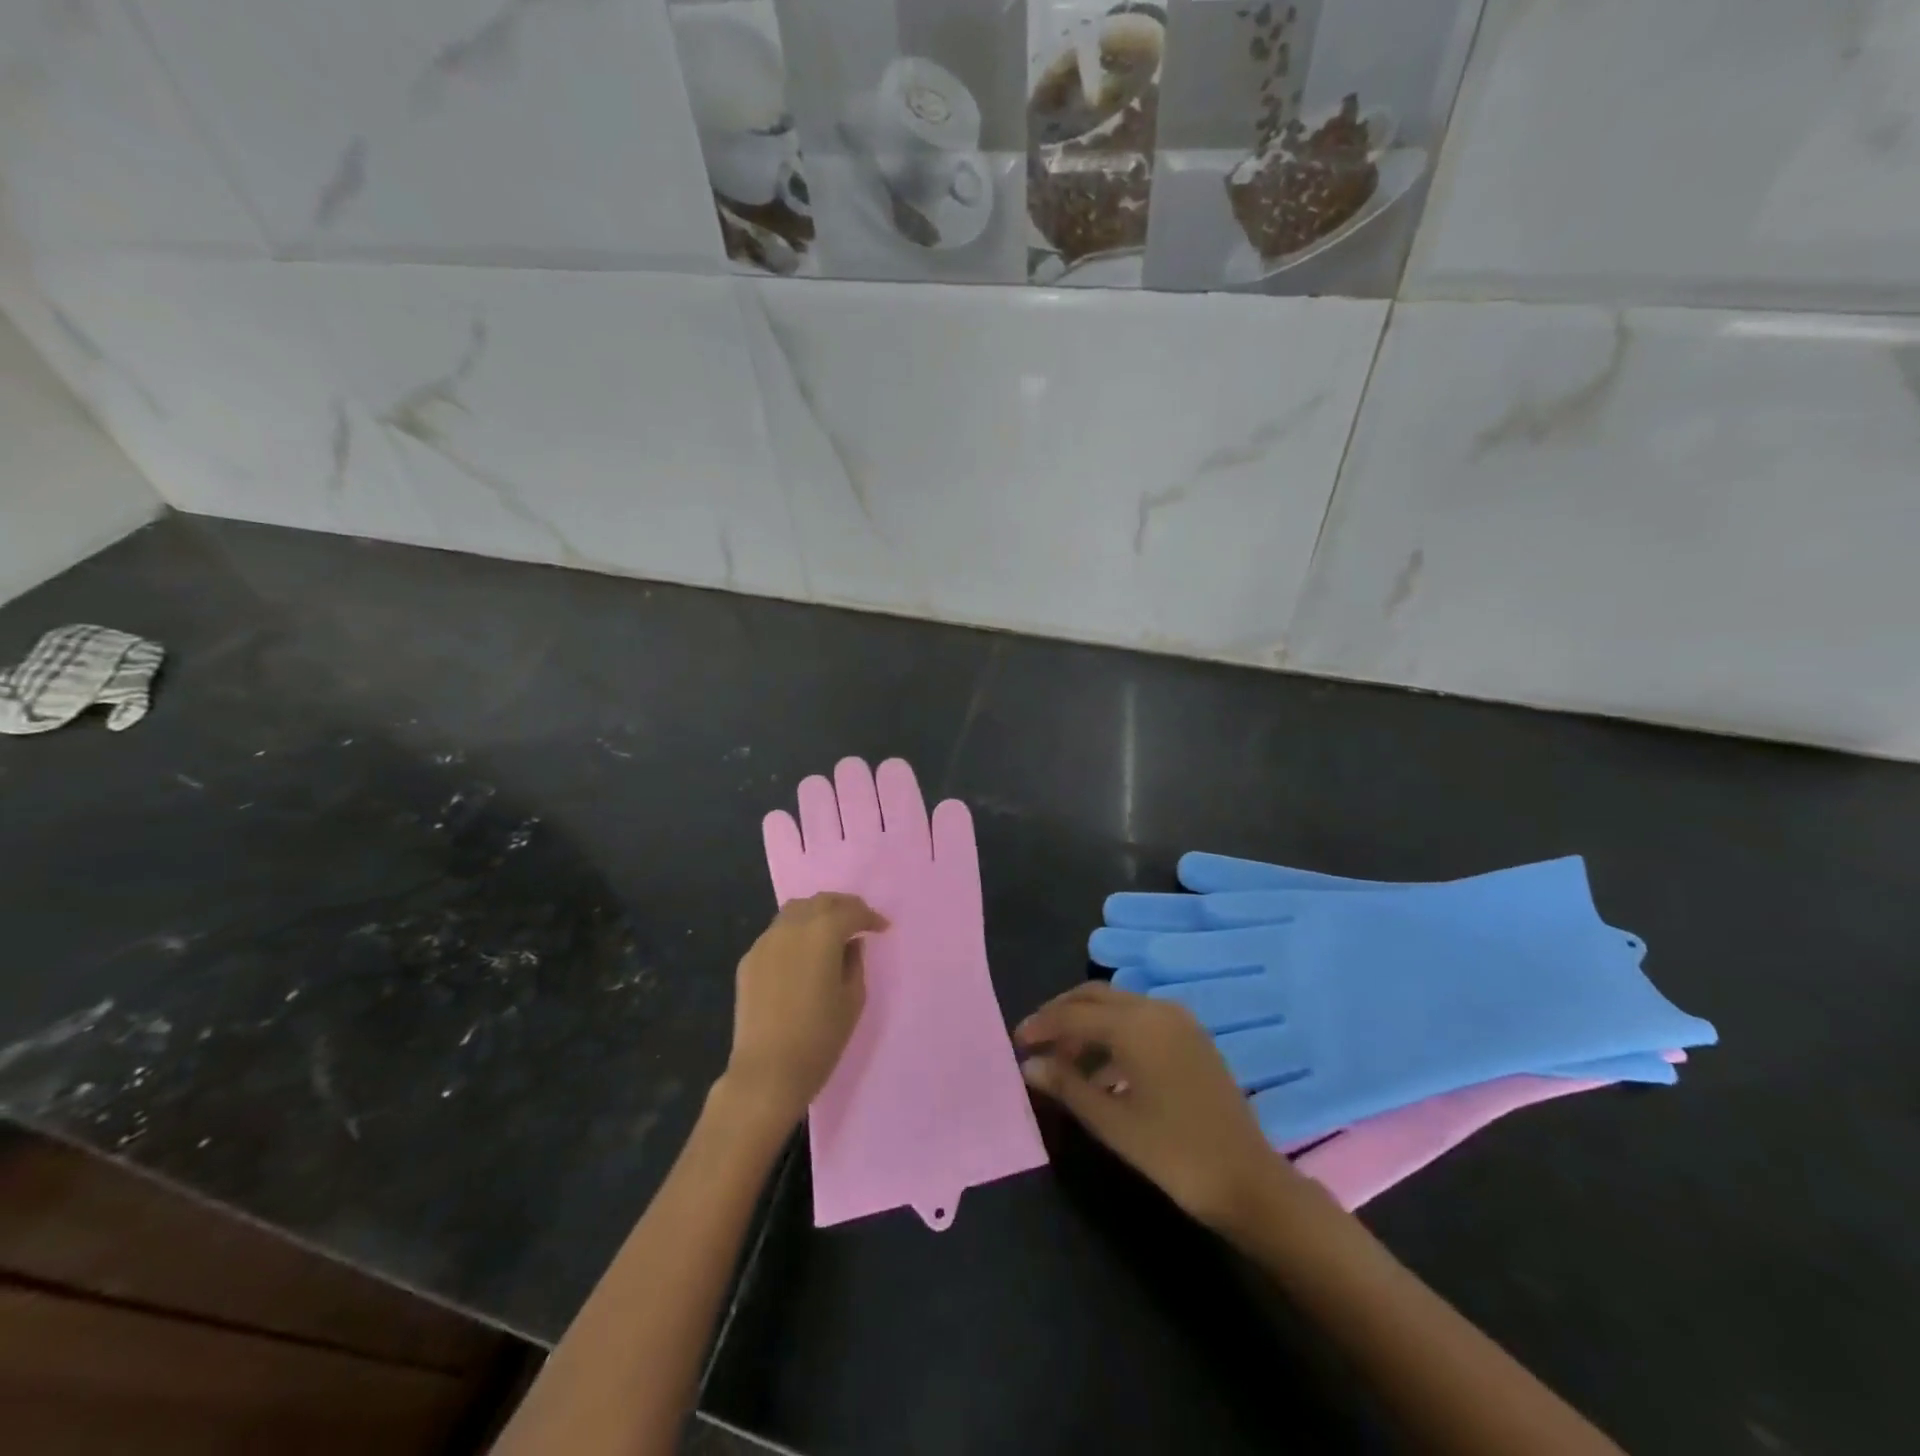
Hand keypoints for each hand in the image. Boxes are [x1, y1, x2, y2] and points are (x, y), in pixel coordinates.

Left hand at [721, 893, 886, 1130]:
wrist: (767, 1072)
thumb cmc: (820, 1038)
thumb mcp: (852, 999)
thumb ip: (854, 962)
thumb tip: (850, 944)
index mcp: (822, 933)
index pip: (851, 912)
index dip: (870, 917)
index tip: (882, 928)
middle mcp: (791, 927)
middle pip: (821, 901)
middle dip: (844, 906)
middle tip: (859, 921)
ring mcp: (765, 942)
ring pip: (795, 910)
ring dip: (817, 913)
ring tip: (831, 931)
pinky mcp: (749, 959)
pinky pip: (777, 933)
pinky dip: (795, 933)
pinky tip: (803, 953)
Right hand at [1016, 982, 1304, 1231]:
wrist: (1248, 1181)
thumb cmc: (1173, 1152)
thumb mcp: (1111, 1121)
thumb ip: (1067, 1086)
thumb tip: (1029, 1065)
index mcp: (1134, 1024)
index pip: (1073, 1013)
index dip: (1042, 1025)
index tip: (1016, 1042)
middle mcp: (1156, 1009)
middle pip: (1096, 996)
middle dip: (1062, 1014)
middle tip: (1036, 1041)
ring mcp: (1179, 1021)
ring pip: (1119, 1006)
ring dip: (1088, 1024)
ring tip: (1064, 1062)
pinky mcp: (1192, 1038)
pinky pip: (1141, 1020)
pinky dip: (1114, 1034)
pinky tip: (1102, 1072)